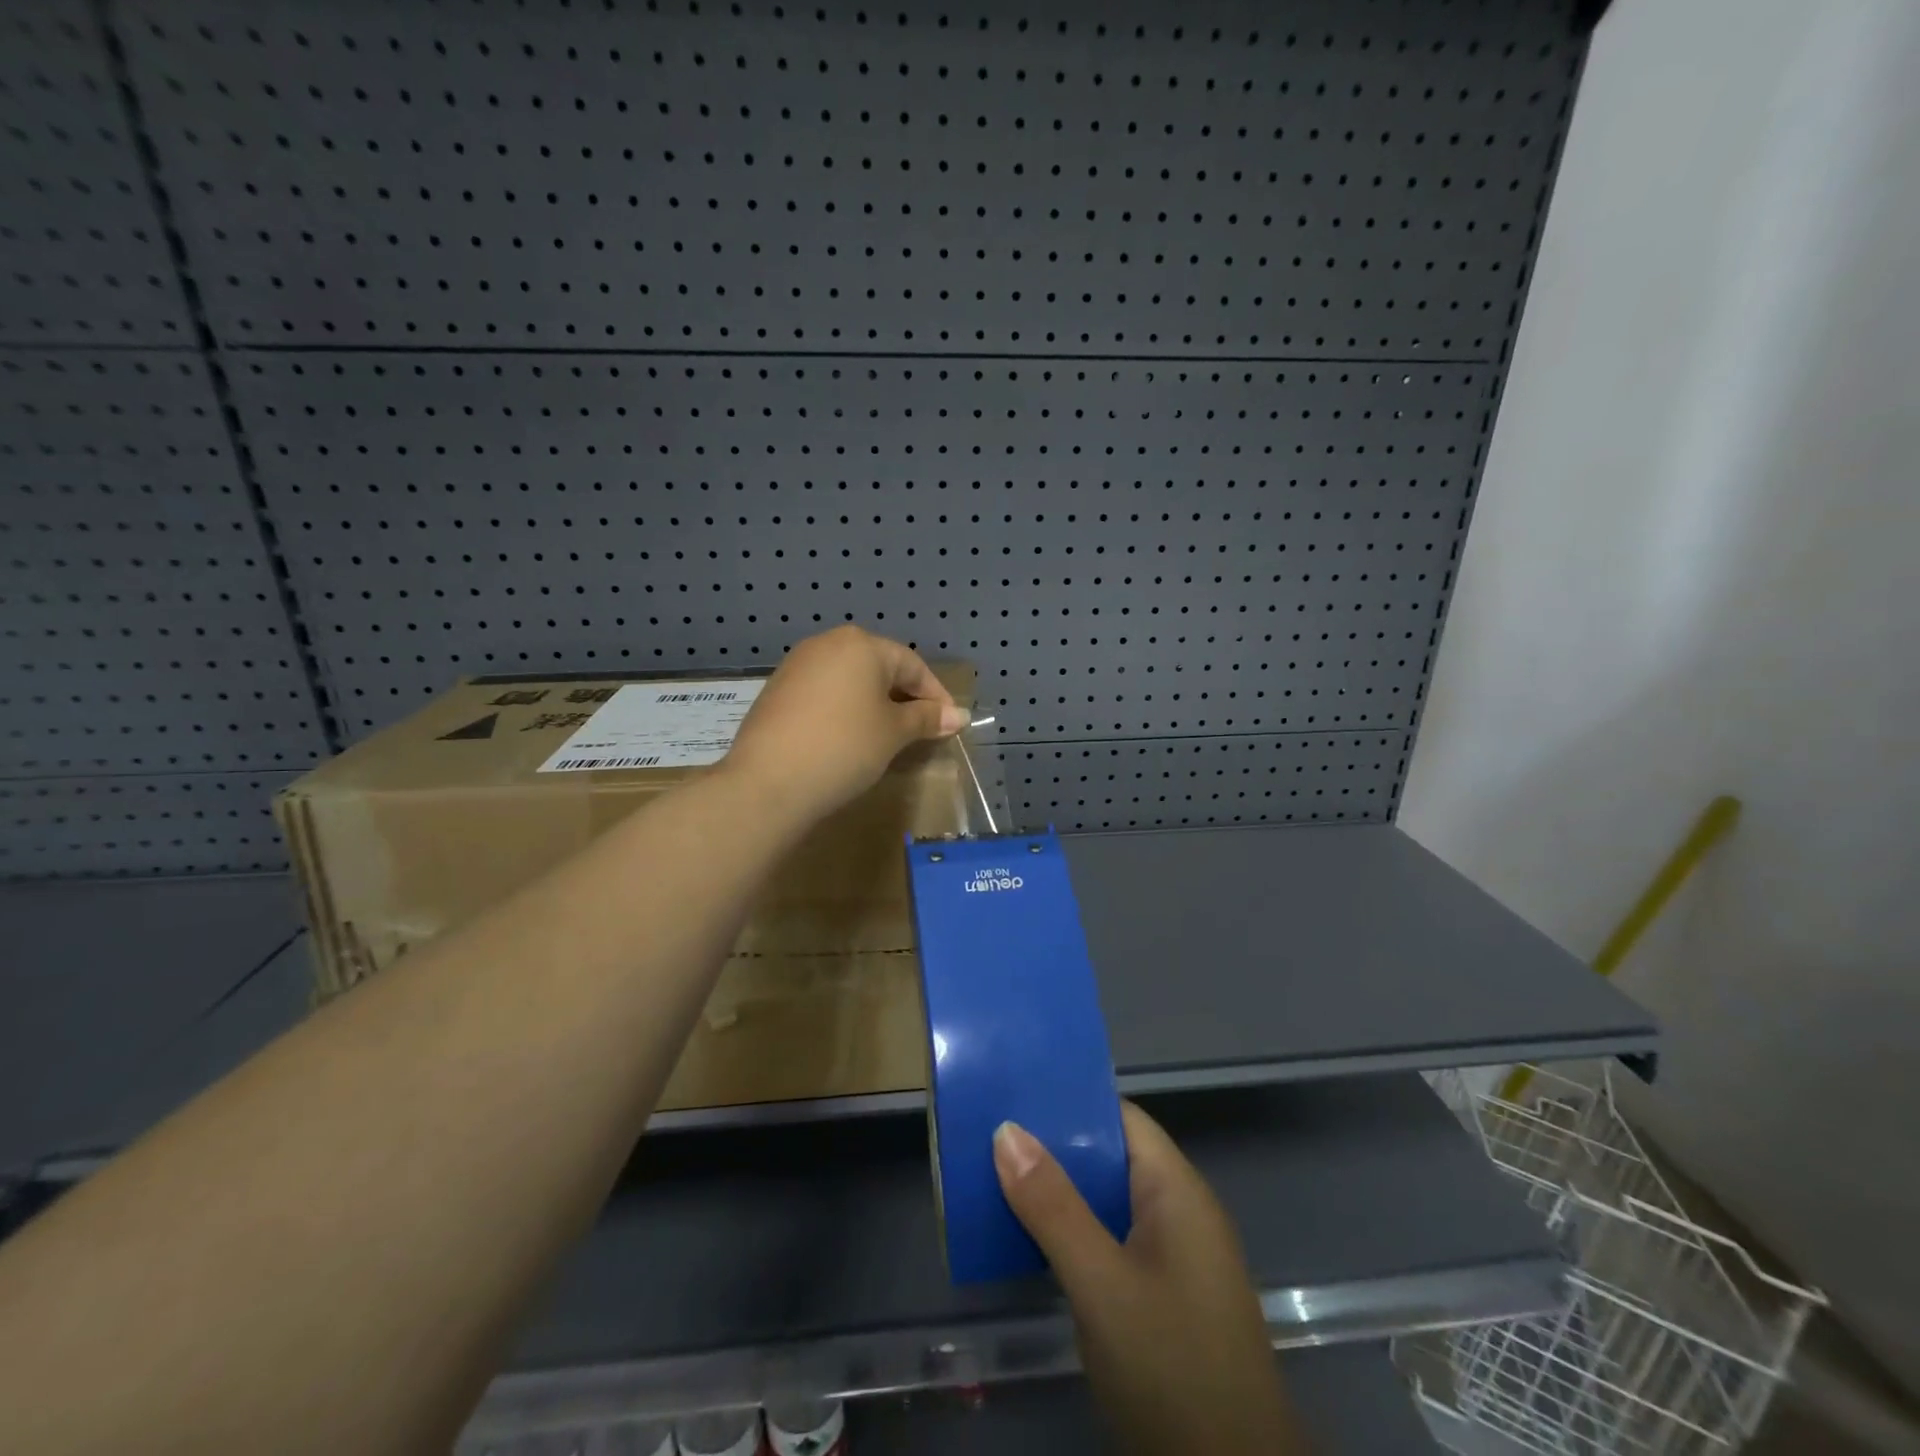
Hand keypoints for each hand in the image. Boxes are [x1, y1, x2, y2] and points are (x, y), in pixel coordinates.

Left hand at [720, 625, 968, 826]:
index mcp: (861, 645)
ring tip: (888, 736)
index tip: (950, 724)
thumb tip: (960, 715)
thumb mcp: (893, 733)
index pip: (912, 665)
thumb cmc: (844, 748)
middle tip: (922, 730)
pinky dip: (845, 710)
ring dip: (874, 704)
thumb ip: (926, 719)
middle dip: (905, 697)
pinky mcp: (777, 690)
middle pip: (879, 667)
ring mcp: (797, 665)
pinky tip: (848, 738)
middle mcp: (827, 644)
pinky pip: (825, 693)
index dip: (936, 695)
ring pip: (850, 680)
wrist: (768, 782)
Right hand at [995, 1104, 1303, 1454]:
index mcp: (1176, 1190)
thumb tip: (1006, 1129)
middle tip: (989, 1136)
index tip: (1013, 1094)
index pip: (1120, 1117)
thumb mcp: (1101, 1285)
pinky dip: (1073, 1233)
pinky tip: (1030, 1241)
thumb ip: (1053, 1207)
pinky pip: (1111, 1241)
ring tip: (995, 1178)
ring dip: (1059, 1193)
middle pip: (1110, 1158)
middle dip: (1054, 1147)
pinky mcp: (1164, 1298)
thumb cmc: (1172, 1369)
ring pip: (1107, 1203)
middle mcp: (1179, 1212)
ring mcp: (1174, 1258)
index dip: (1069, 1102)